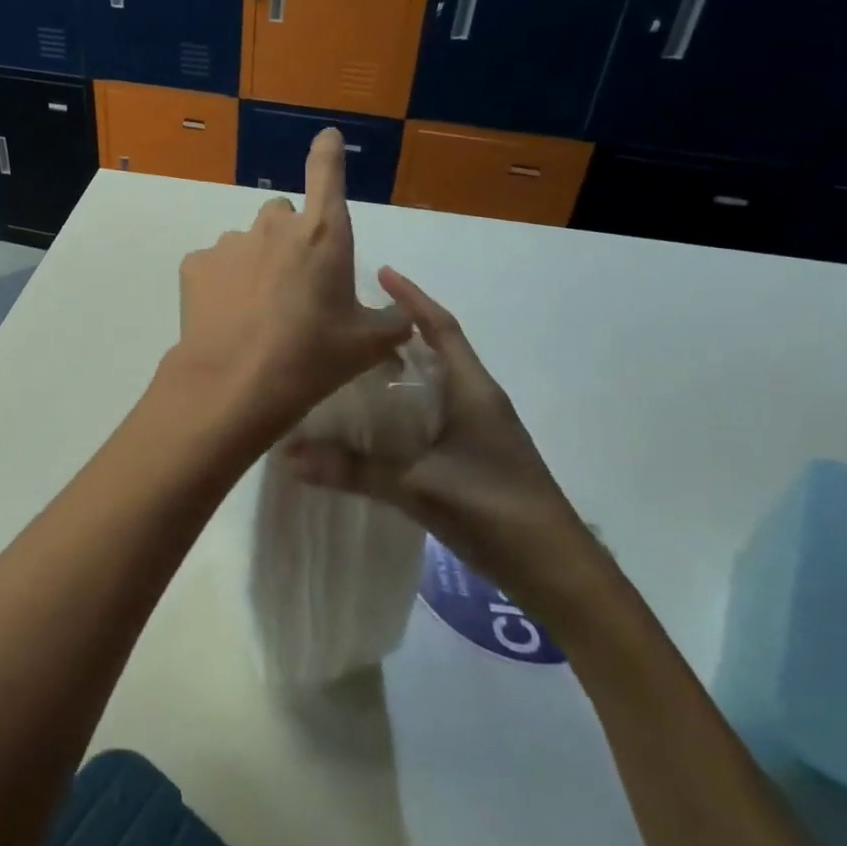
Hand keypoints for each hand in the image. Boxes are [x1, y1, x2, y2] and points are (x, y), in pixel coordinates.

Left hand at [163, 129, 411, 457]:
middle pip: (284, 216)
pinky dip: (222, 282)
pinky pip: (215, 264)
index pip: (327, 174)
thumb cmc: (311, 358)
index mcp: (322, 234)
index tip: (326, 137)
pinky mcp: (195, 264)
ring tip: (257, 311)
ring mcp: (229, 242)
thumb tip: (405, 317)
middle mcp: (273, 226)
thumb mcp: (366, 345)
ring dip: (256, 263)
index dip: (328, 153)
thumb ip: (392, 322)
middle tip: (294, 284)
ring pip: (248, 242)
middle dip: (291, 239)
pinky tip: (227, 317)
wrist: (234, 384)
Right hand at [288, 268, 605, 619]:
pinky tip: (376, 419)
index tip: (381, 273)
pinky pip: (432, 412)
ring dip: (401, 368)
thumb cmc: (495, 512)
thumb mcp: (418, 488)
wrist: (558, 572)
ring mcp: (479, 429)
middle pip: (436, 350)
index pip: (440, 328)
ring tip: (353, 363)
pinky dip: (405, 403)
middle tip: (350, 321)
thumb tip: (288, 455)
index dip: (412, 298)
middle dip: (398, 331)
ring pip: (433, 382)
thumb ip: (354, 470)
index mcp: (472, 391)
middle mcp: (477, 400)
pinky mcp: (475, 455)